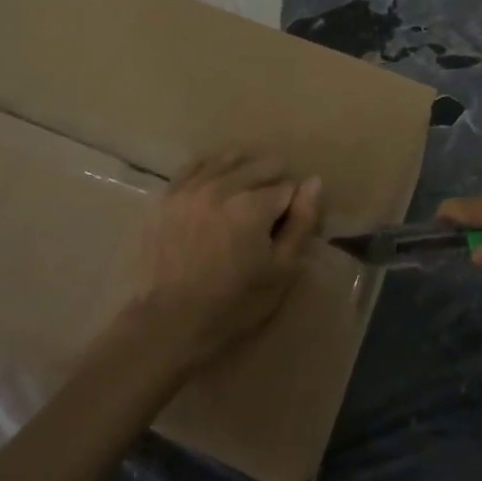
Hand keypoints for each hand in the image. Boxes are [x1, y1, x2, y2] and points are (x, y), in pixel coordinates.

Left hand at [120, 149, 323, 369]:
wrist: (169, 322)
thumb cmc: (233, 304)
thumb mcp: (281, 271)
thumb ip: (301, 223)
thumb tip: (314, 182)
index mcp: (254, 205)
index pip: (288, 186)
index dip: (292, 207)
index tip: (285, 227)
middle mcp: (223, 186)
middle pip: (262, 165)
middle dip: (272, 184)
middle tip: (267, 215)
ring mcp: (191, 187)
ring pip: (229, 158)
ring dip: (244, 171)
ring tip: (244, 196)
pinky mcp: (167, 195)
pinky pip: (195, 165)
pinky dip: (212, 169)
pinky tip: (216, 185)